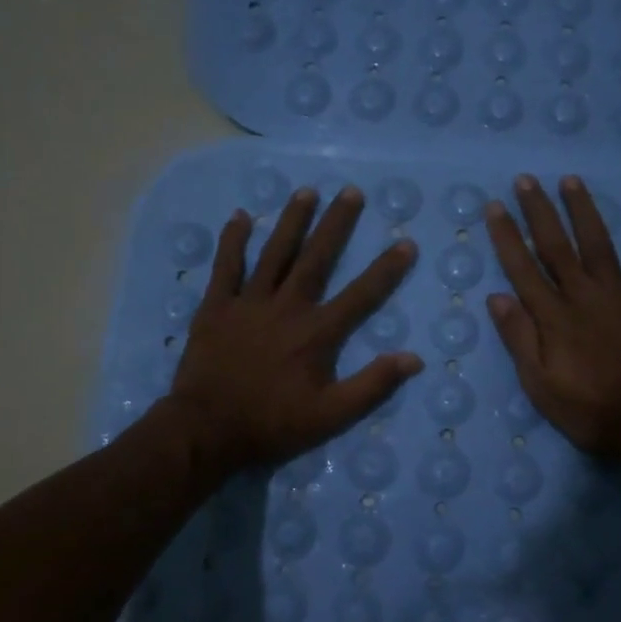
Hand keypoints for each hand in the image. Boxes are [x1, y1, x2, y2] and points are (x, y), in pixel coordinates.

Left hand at [167, 185, 421, 475]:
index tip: (405, 242)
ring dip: (291, 221)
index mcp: (317, 333)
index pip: (361, 295)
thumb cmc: (273, 424)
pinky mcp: (216, 307)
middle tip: (351, 192)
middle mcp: (287, 307)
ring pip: (274, 253)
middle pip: (317, 258)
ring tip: (307, 191)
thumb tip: (413, 358)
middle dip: (336, 224)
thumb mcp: (331, 416)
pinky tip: (241, 216)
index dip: (386, 269)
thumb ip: (372, 386)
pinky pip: (226, 267)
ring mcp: (248, 303)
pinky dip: (233, 241)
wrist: (207, 430)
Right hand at [483, 174, 620, 467]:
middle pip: (558, 247)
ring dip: (585, 211)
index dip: (507, 237)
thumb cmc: (590, 411)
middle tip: (527, 180)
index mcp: (554, 317)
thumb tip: (497, 297)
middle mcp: (585, 296)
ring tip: (572, 181)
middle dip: (540, 212)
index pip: (523, 269)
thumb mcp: (541, 386)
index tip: (496, 207)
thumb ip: (520, 339)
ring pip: (600, 245)